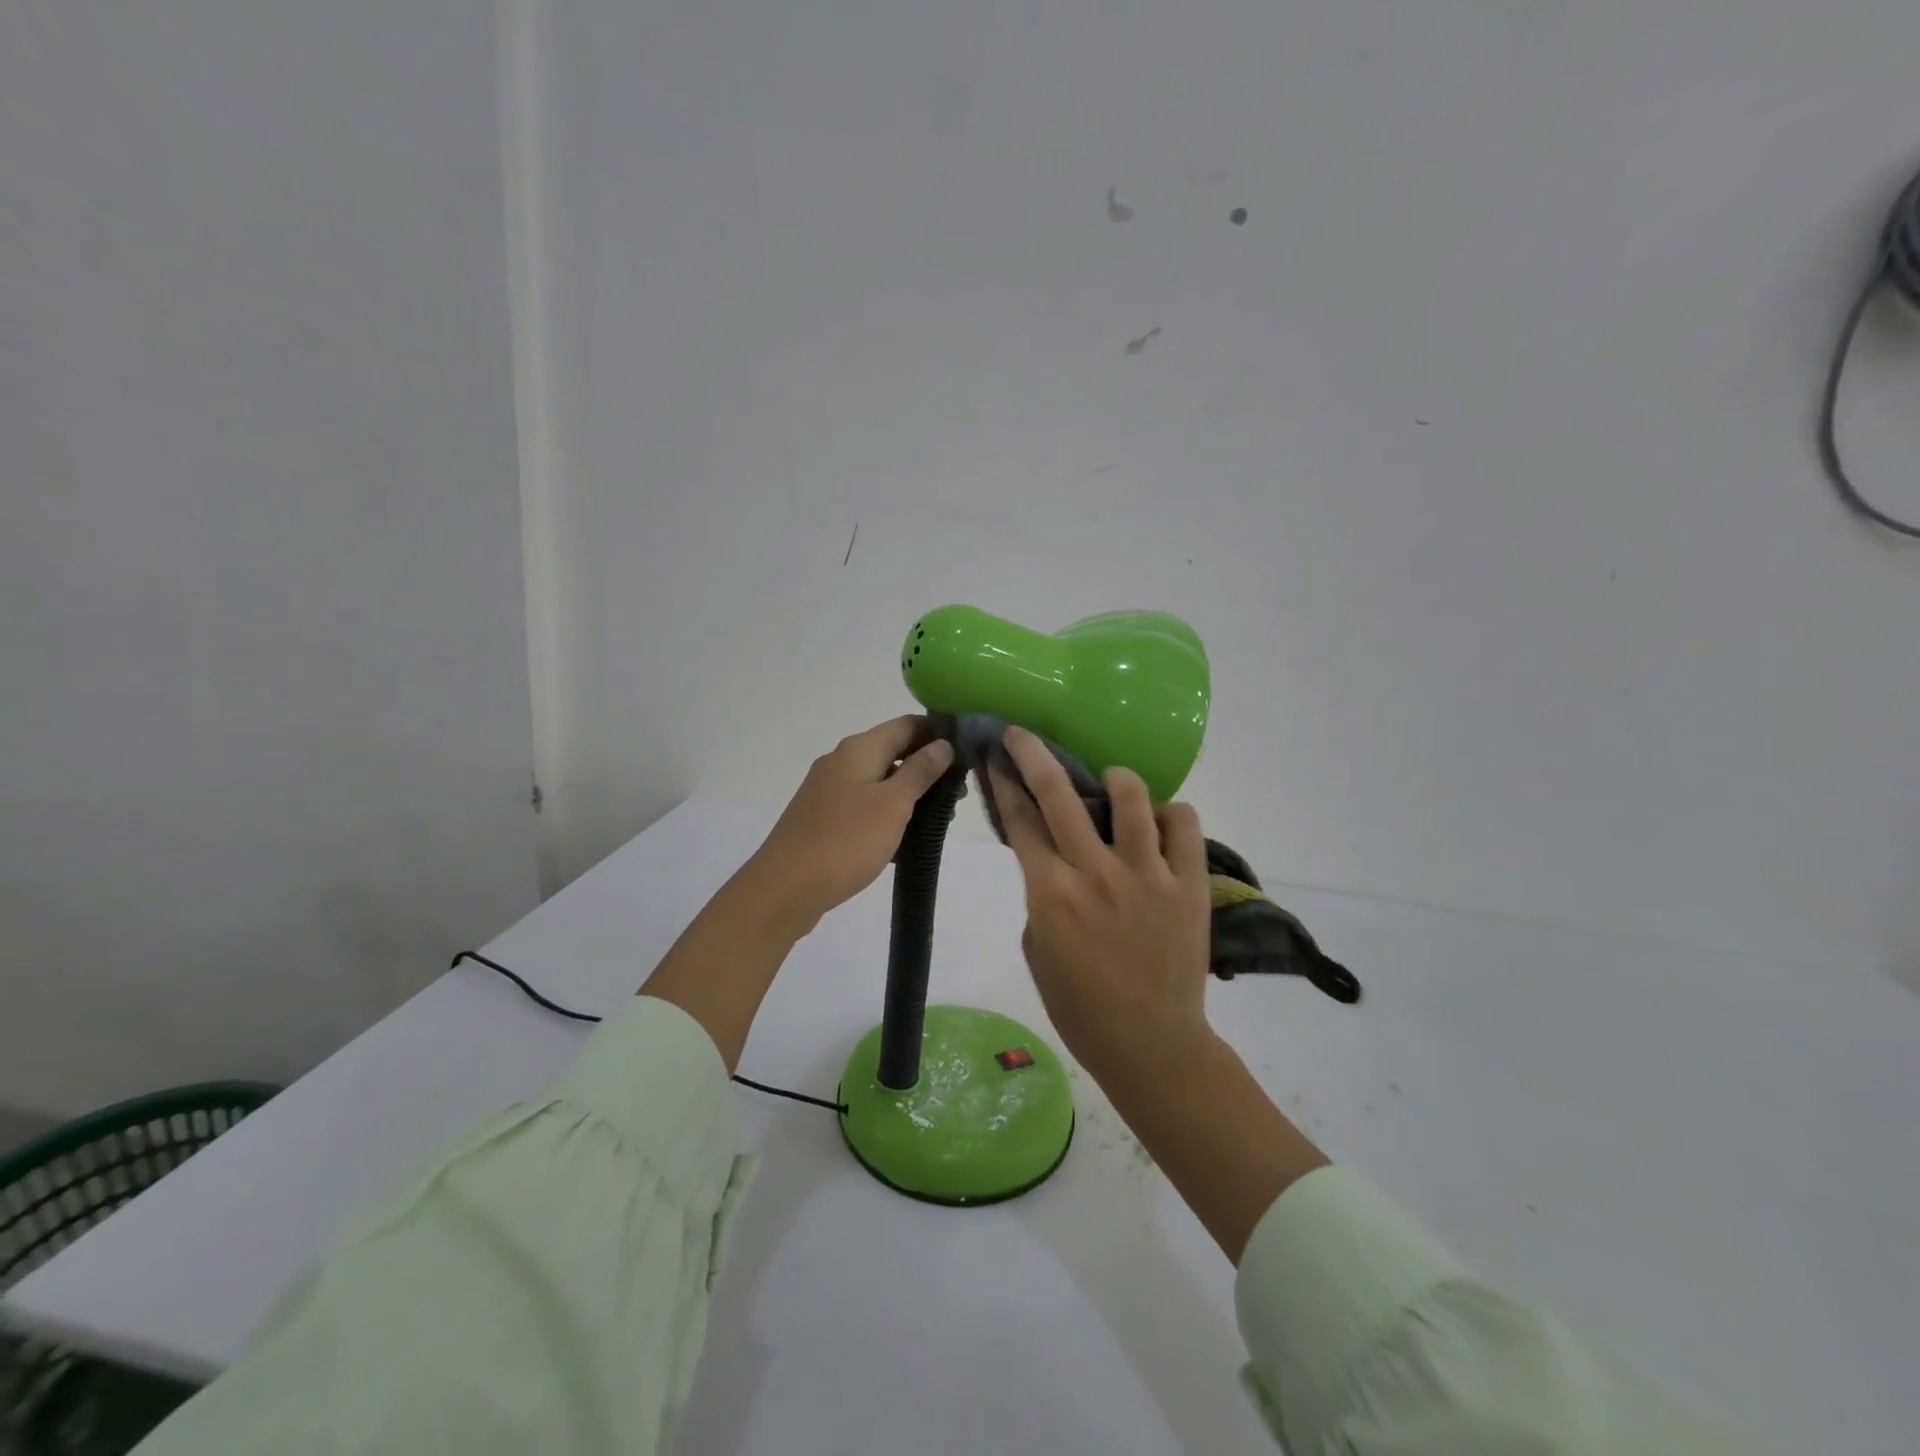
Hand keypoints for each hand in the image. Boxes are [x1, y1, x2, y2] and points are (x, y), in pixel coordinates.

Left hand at [745, 715, 955, 931]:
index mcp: (859, 749)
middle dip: (927, 768)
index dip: (938, 732)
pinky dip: (888, 815)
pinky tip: (905, 840)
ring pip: (879, 781)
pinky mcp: (824, 818)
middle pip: (893, 751)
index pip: (907, 725)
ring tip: (938, 820)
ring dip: (909, 795)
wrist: (785, 888)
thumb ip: (920, 771)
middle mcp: (841, 761)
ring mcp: (829, 790)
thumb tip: (942, 743)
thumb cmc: (846, 841)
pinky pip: (864, 806)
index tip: (969, 752)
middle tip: (958, 794)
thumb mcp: (893, 804)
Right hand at [993, 725, 1327, 1262]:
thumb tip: (1052, 863)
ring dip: (1114, 778)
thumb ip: (1041, 897)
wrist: (1150, 1044)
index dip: (1003, 783)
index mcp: (1051, 893)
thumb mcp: (1037, 950)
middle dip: (1033, 753)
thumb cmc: (1081, 1007)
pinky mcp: (1188, 883)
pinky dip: (1170, 814)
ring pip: (1131, 797)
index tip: (994, 756)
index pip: (1020, 821)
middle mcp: (1095, 872)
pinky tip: (1160, 823)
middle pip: (1059, 793)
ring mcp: (1147, 874)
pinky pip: (1184, 825)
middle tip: (1023, 734)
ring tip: (1111, 781)